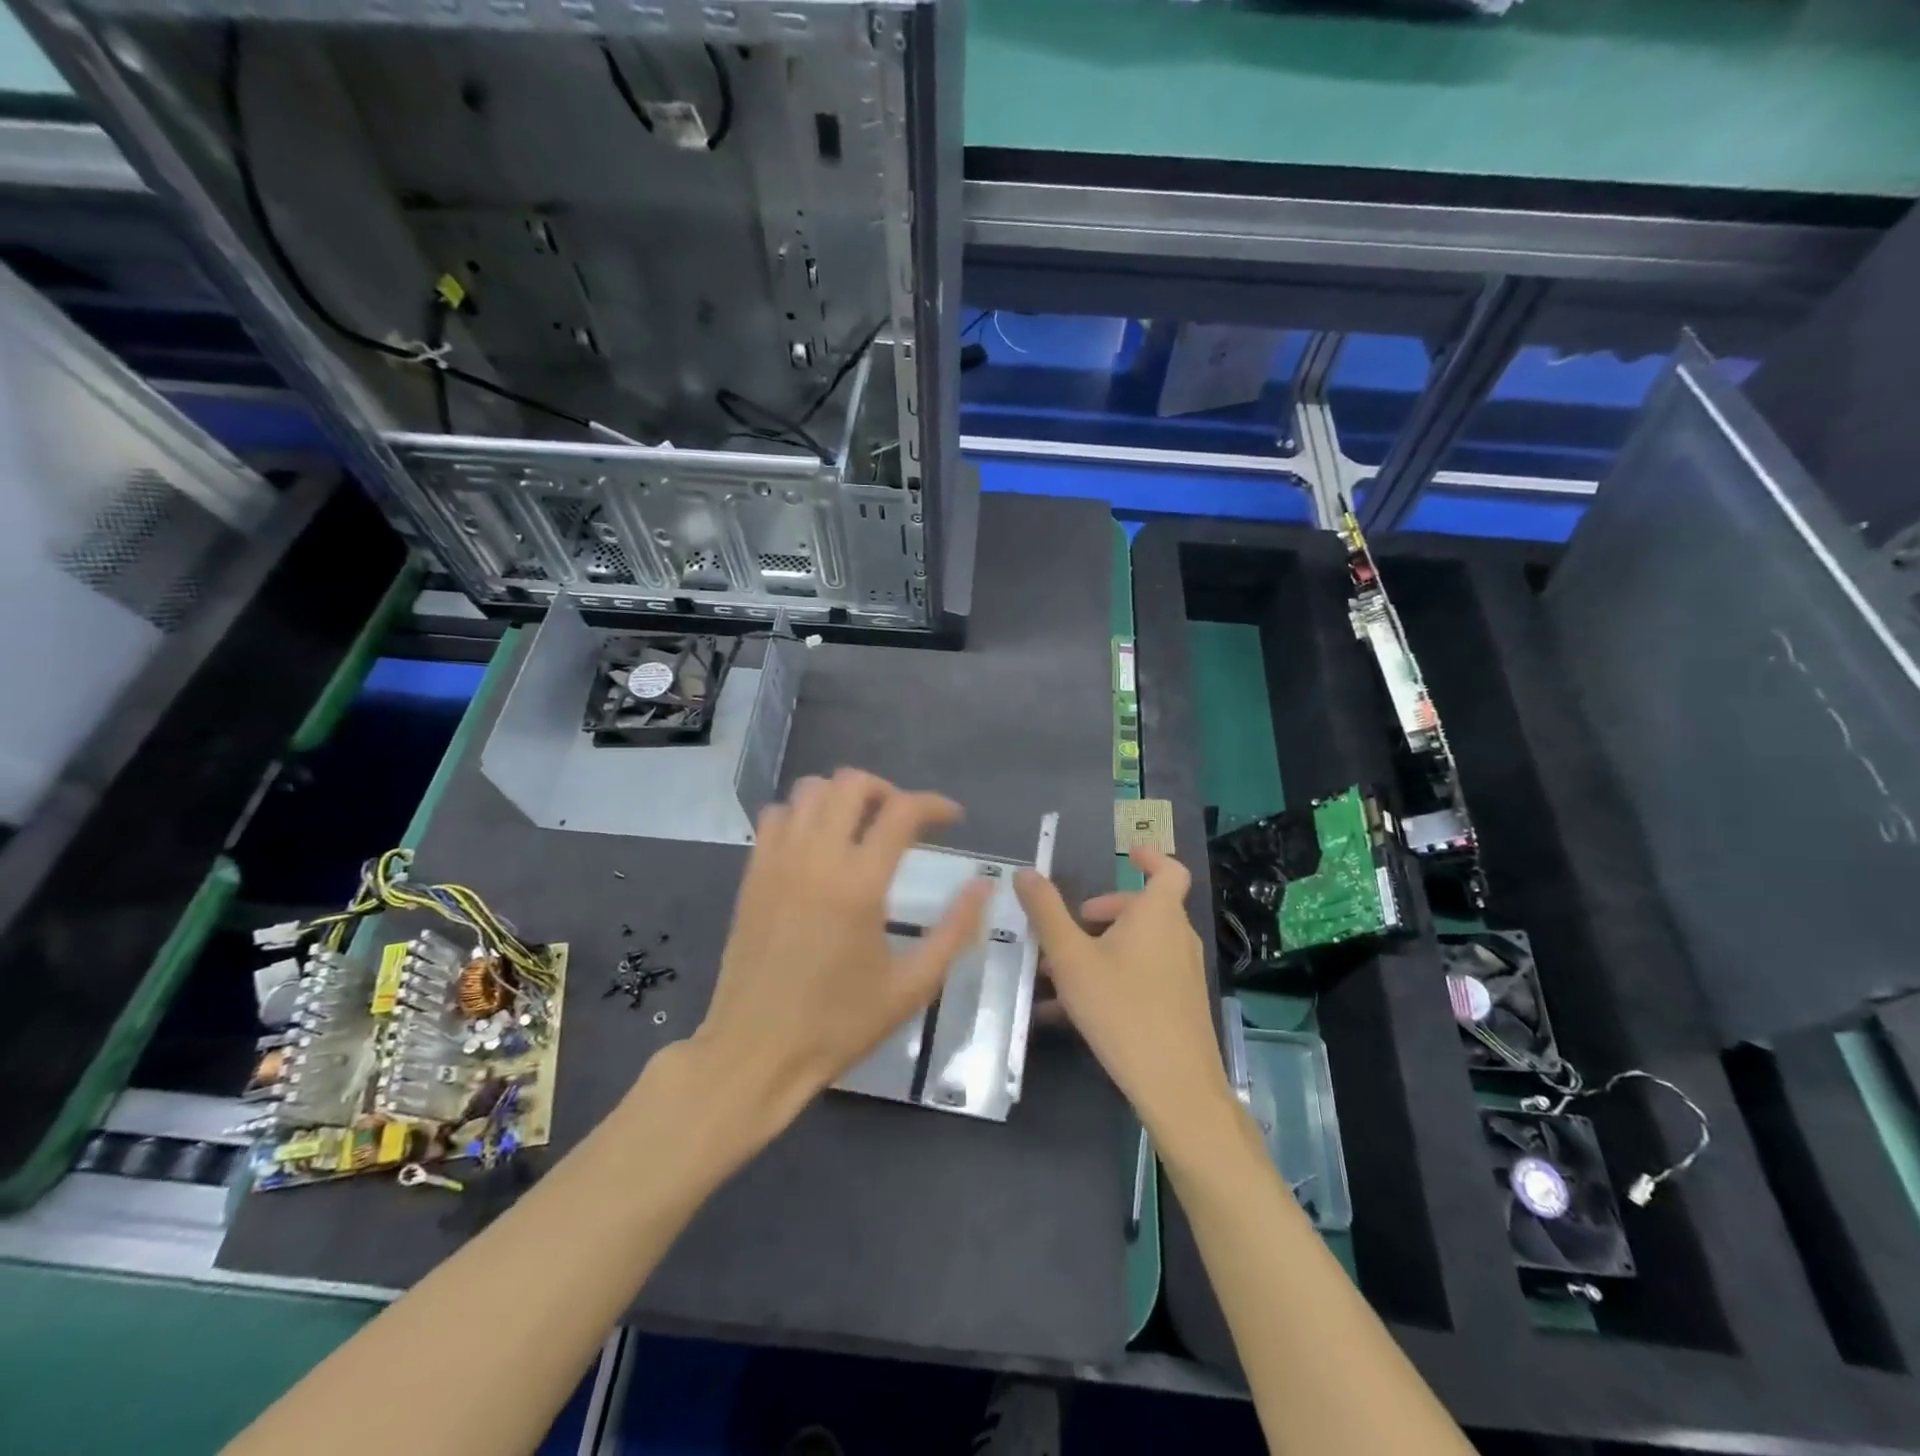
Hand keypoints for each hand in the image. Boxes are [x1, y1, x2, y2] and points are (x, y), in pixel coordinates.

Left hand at [689, 768, 991, 1136]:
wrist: (756, 1051)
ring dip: (843, 797)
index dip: (935, 805)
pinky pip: (777, 816)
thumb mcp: (912, 986)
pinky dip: (804, 814)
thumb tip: (983, 886)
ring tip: (862, 826)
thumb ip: (955, 930)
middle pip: (851, 783)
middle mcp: (816, 857)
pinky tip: (818, 845)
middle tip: (905, 822)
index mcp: (860, 883)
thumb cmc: (839, 1024)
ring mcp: (777, 860)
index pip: (902, 811)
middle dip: (888, 791)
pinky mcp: (752, 873)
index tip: (953, 818)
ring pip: (810, 790)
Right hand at [1015, 849, 1231, 1143]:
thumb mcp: (1071, 958)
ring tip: (1057, 973)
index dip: (1150, 857)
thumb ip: (1046, 913)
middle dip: (1104, 913)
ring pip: (1139, 946)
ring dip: (1101, 949)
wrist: (1175, 1085)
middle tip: (1069, 928)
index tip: (1127, 854)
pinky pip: (1143, 976)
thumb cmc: (1121, 1008)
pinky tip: (1070, 1011)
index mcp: (1158, 914)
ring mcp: (1182, 973)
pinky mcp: (1180, 1005)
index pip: (1168, 870)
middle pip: (1143, 910)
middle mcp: (1177, 937)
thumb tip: (1026, 873)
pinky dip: (1112, 977)